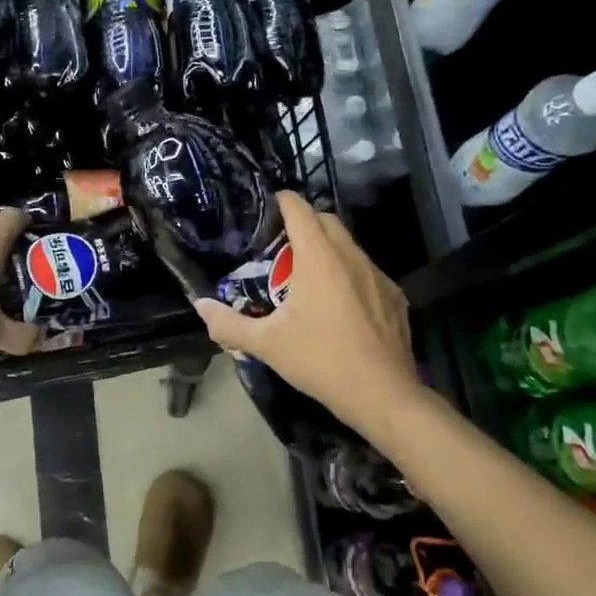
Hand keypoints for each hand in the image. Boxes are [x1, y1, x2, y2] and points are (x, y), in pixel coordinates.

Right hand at [194, 192, 421, 432]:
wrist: (382, 394)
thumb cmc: (320, 360)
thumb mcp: (266, 344)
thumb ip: (229, 323)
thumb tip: (201, 307)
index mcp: (318, 258)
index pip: (300, 210)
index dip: (283, 201)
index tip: (269, 205)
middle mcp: (350, 256)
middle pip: (327, 220)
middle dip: (305, 222)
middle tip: (282, 244)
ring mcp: (377, 276)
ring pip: (349, 246)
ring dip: (328, 248)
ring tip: (307, 275)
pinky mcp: (394, 297)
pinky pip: (367, 271)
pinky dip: (349, 274)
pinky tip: (340, 304)